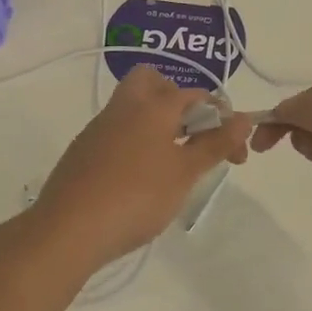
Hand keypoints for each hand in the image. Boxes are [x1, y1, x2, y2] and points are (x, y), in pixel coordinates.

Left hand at [26, 66, 251, 272]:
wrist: (68, 229)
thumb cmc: (137, 196)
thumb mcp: (185, 172)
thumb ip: (215, 143)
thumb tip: (243, 119)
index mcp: (153, 104)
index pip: (196, 95)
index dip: (222, 119)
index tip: (236, 153)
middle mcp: (124, 106)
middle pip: (152, 82)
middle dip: (177, 100)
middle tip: (192, 135)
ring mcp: (99, 127)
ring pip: (133, 107)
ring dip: (157, 123)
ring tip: (173, 163)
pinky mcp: (83, 150)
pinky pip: (117, 132)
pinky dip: (135, 142)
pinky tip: (140, 177)